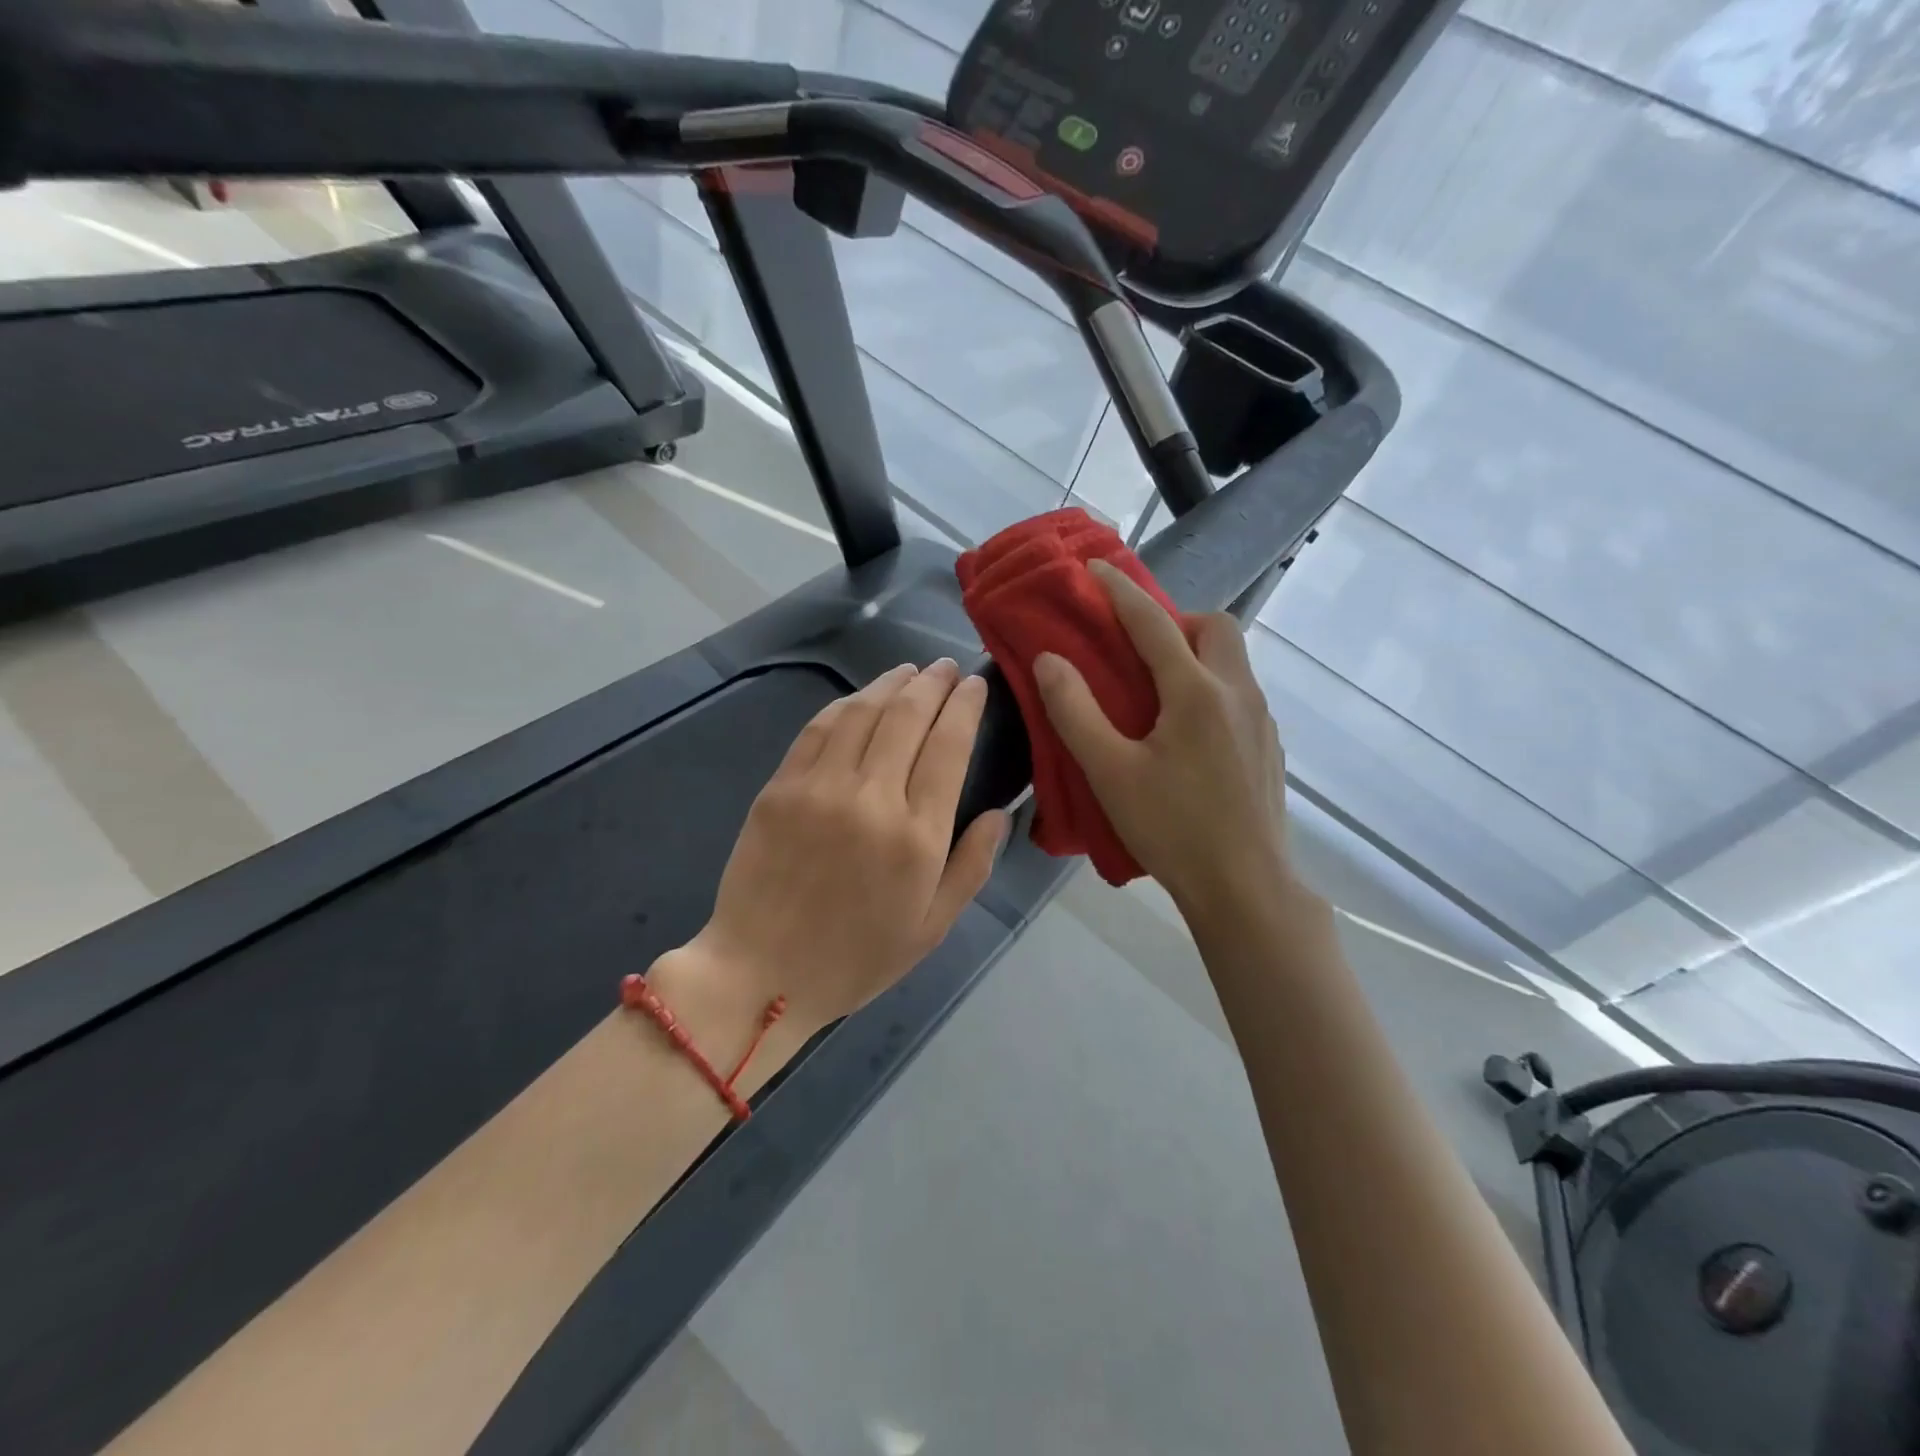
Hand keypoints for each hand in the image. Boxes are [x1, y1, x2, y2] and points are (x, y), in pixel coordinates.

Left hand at [653, 660, 1007, 1063]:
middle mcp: (872, 799)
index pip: (949, 746)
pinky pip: (818, 729)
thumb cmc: (856, 959)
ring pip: (863, 712)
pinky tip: (861, 699)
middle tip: (946, 668)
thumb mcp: (932, 928)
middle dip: (933, 683)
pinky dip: (845, 705)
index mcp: (917, 837)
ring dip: (891, 684)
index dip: (965, 706)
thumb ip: (972, 866)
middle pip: (908, 716)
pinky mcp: (780, 788)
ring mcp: (820, 788)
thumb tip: (1000, 813)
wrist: (762, 976)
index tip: (975, 685)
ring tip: (910, 672)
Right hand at [1033, 559, 1293, 918]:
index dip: (1119, 591)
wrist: (1245, 886)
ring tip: (1156, 690)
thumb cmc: (1172, 827)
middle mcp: (1237, 692)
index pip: (1153, 621)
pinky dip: (1209, 686)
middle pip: (1215, 627)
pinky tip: (1185, 733)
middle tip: (1137, 648)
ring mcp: (1261, 720)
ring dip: (1195, 653)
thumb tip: (1050, 660)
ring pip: (1232, 660)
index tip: (1095, 568)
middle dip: (1174, 620)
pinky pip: (1238, 693)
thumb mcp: (1109, 772)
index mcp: (1196, 691)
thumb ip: (1075, 711)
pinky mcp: (1268, 746)